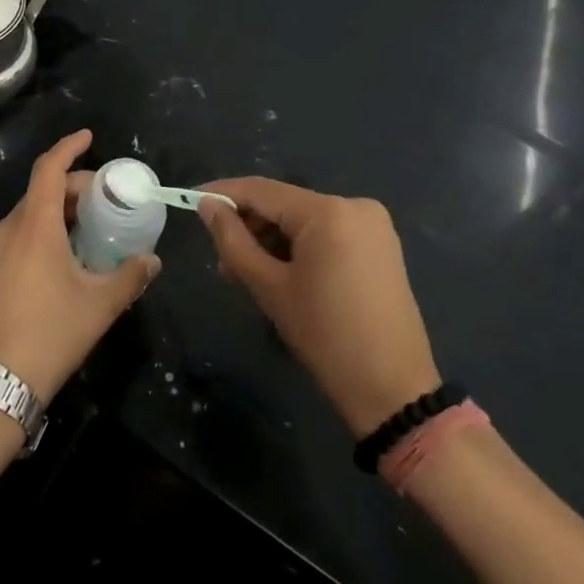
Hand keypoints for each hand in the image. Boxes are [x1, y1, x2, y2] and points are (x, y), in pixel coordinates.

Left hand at [0, 130, 158, 402]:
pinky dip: (32, 240)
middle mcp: (6, 230)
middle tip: (99, 204)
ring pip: (23, 220)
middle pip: (39, 194)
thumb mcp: (99, 306)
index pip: (49, 169)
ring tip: (79, 238)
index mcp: (35, 226)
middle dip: (70, 190)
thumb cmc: (51, 333)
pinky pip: (9, 244)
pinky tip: (48, 269)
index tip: (88, 138)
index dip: (69, 148)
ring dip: (51, 217)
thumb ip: (130, 277)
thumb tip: (153, 260)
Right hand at [198, 178, 439, 435]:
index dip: (223, 193)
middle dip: (248, 226)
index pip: (262, 190)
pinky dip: (299, 247)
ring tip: (246, 273)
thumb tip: (207, 205)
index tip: (190, 199)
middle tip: (221, 260)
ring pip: (303, 219)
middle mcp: (354, 205)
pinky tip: (280, 273)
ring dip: (272, 239)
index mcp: (329, 211)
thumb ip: (233, 240)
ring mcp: (372, 224)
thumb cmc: (326, 338)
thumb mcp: (269, 288)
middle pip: (284, 204)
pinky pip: (326, 233)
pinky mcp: (380, 245)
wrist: (394, 392)